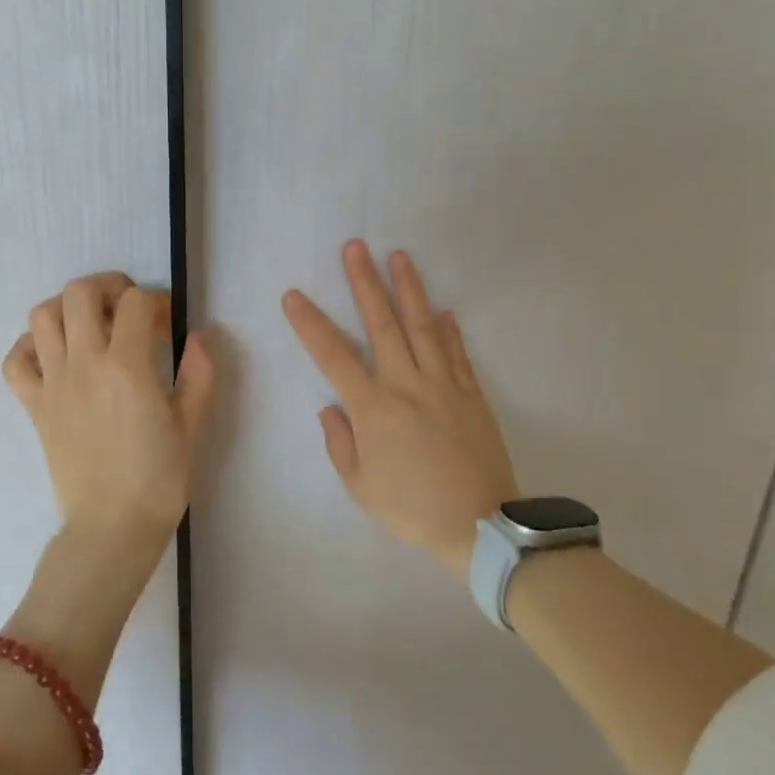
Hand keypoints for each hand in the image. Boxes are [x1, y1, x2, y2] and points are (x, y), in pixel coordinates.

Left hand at [3, 272, 216, 551]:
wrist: (111, 528)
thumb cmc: (158, 480)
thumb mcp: (191, 426)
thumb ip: (199, 374)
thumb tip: (200, 335)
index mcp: (127, 367)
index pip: (135, 302)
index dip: (156, 302)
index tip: (167, 325)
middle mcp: (84, 364)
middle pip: (79, 292)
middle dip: (108, 287)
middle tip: (127, 309)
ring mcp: (53, 384)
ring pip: (42, 316)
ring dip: (67, 308)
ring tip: (91, 325)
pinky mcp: (34, 406)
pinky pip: (15, 361)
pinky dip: (29, 347)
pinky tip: (55, 356)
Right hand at [283, 241, 517, 576]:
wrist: (480, 527)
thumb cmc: (411, 509)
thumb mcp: (361, 486)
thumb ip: (341, 443)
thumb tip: (330, 408)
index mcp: (374, 408)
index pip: (334, 357)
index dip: (310, 324)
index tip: (294, 296)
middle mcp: (407, 385)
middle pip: (383, 325)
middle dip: (365, 283)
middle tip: (355, 247)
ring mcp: (444, 386)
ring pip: (424, 327)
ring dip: (409, 290)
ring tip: (399, 256)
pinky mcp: (471, 395)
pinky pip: (458, 355)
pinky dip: (450, 330)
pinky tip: (445, 310)